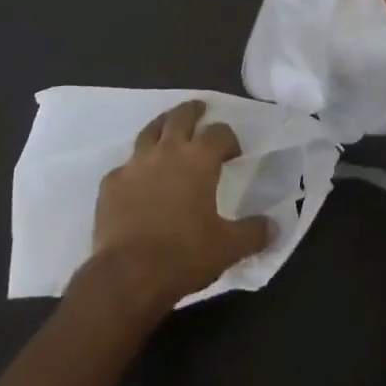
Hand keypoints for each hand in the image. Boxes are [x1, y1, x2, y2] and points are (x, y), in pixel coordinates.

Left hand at [92, 100, 272, 309]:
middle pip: (180, 117)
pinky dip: (134, 168)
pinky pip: (125, 167)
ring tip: (167, 128)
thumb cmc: (184, 255)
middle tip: (200, 110)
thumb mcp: (228, 248)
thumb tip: (274, 226)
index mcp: (199, 159)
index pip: (219, 133)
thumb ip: (253, 233)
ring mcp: (135, 164)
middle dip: (193, 111)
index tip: (233, 153)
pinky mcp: (111, 183)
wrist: (128, 275)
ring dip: (162, 126)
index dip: (228, 138)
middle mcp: (167, 151)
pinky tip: (137, 180)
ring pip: (149, 131)